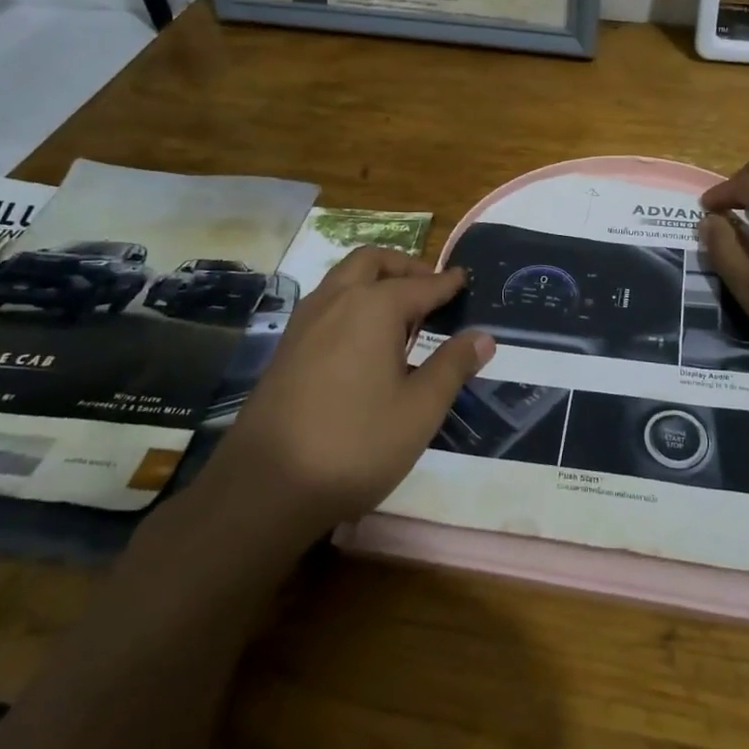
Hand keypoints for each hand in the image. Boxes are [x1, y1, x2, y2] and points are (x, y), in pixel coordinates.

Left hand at [188, 248, 493, 545]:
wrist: (266, 486)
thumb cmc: (356, 443)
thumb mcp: (420, 409)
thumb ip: (453, 366)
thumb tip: (483, 336)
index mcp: (372, 307)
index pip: (421, 285)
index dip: (447, 283)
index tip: (464, 279)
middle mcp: (336, 301)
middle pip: (372, 262)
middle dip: (404, 266)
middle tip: (430, 288)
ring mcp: (304, 323)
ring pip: (343, 279)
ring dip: (374, 281)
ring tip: (401, 316)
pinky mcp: (286, 348)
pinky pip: (326, 305)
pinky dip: (352, 303)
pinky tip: (364, 343)